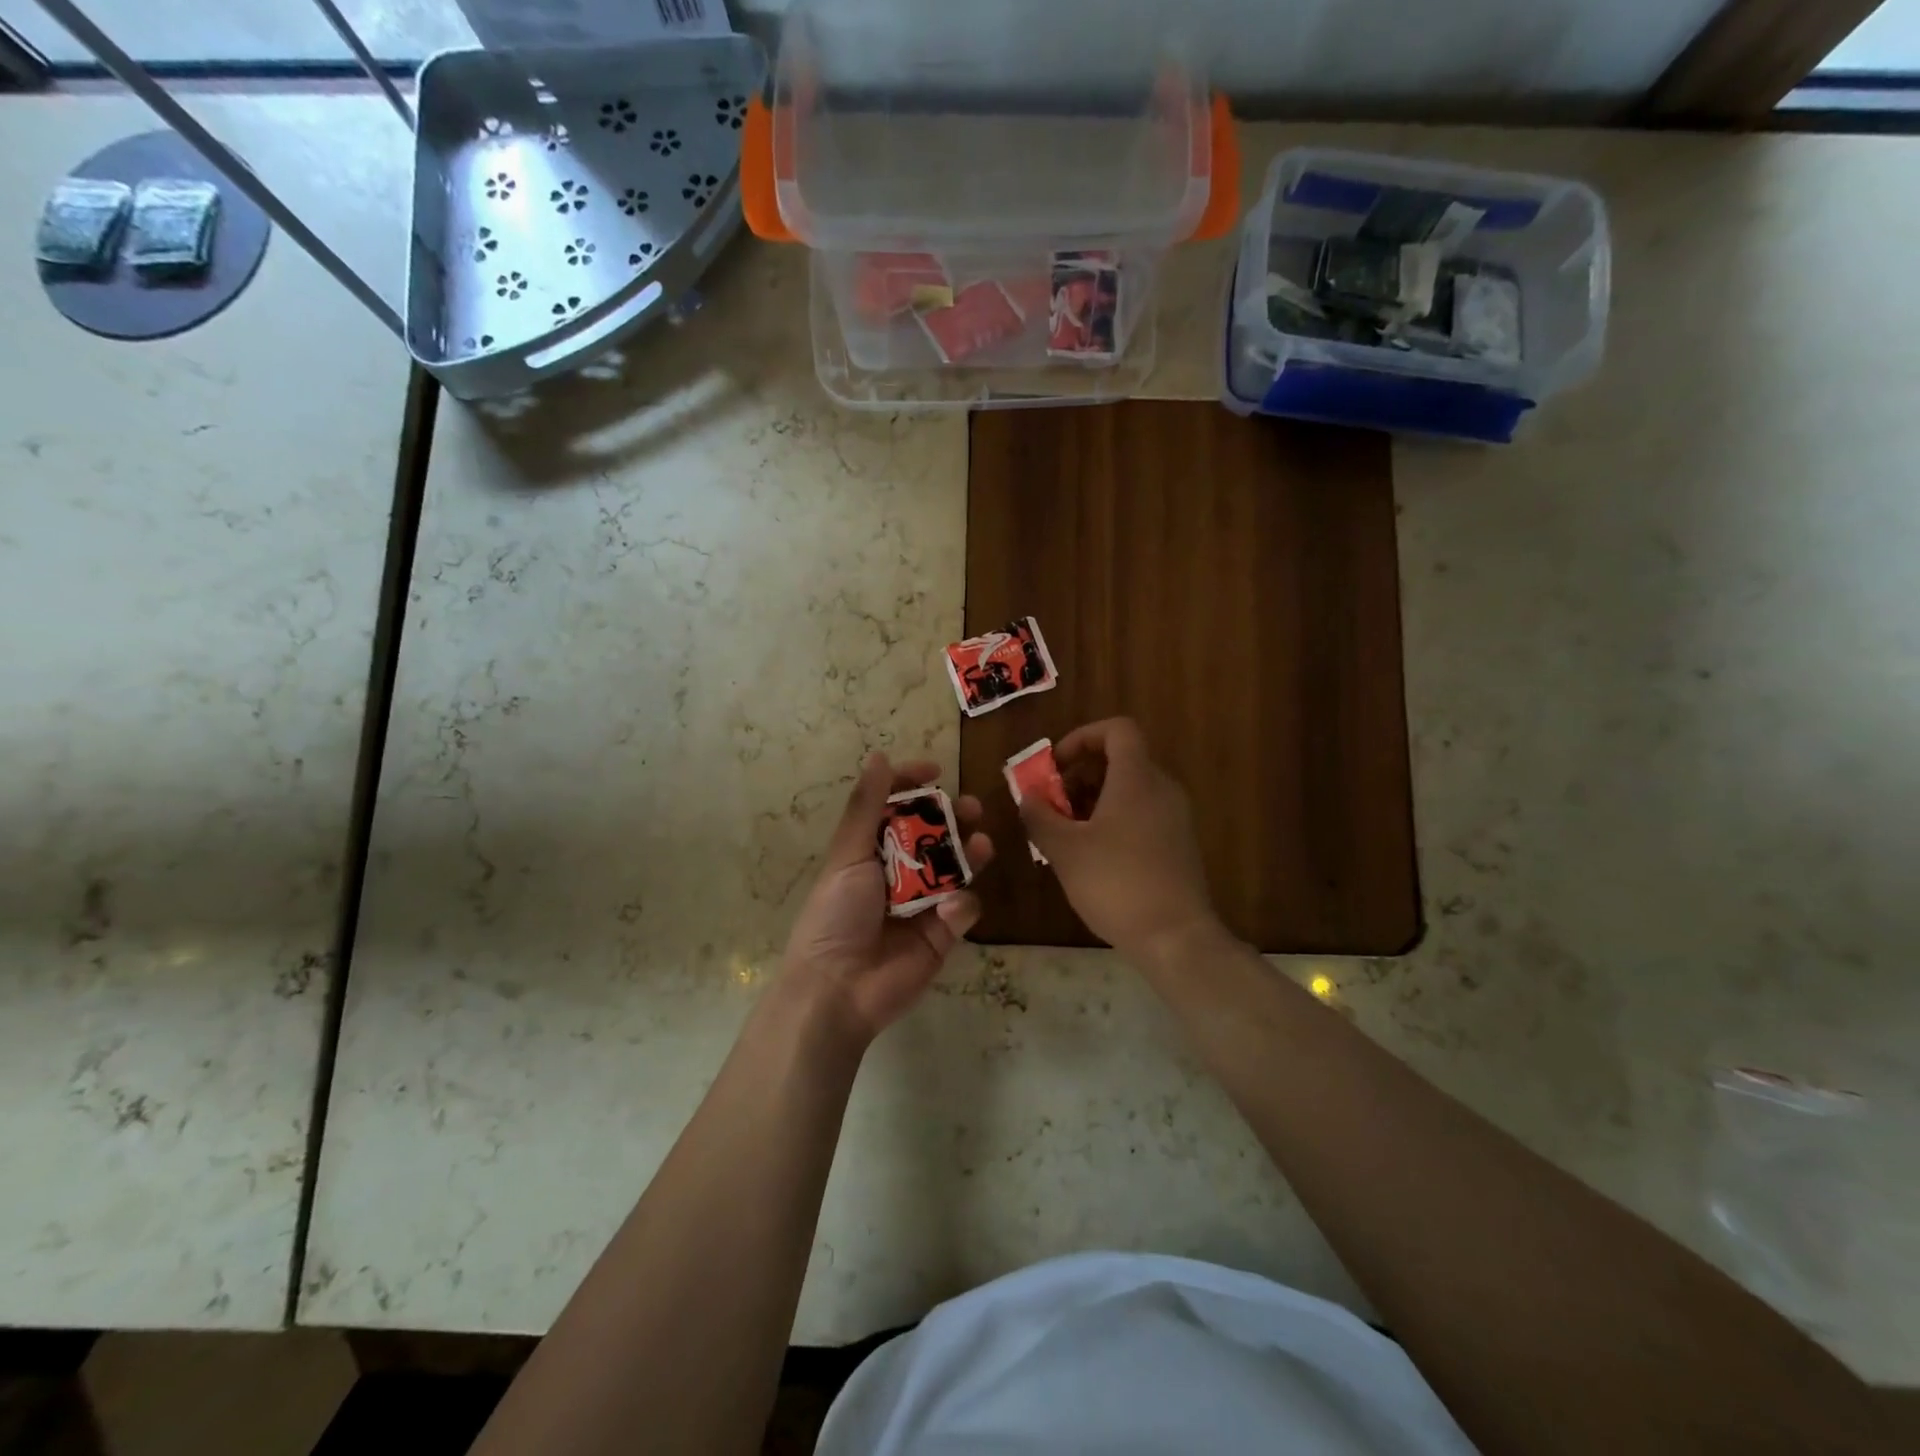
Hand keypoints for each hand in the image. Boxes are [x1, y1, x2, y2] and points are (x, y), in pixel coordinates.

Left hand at [779, 755, 993, 1045]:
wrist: (840, 987)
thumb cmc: (836, 914)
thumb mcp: (848, 854)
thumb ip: (867, 806)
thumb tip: (879, 755)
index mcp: (869, 850)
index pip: (894, 807)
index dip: (912, 786)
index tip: (935, 771)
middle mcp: (898, 872)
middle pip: (933, 834)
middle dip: (954, 817)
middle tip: (972, 808)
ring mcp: (923, 902)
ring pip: (956, 867)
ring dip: (969, 852)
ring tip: (980, 843)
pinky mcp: (943, 933)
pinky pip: (964, 907)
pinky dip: (961, 903)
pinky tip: (951, 908)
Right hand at [1020, 718, 1219, 964]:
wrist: (1176, 937)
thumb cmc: (1116, 883)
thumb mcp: (1064, 849)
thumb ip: (1040, 816)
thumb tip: (1028, 797)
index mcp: (1137, 778)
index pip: (1117, 729)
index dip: (1082, 737)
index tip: (1056, 766)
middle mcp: (1161, 789)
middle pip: (1120, 760)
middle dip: (1080, 776)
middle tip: (1052, 805)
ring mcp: (1175, 818)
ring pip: (1129, 790)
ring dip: (1093, 801)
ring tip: (1065, 834)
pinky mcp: (1178, 845)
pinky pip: (1142, 815)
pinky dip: (1113, 821)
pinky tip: (1091, 856)